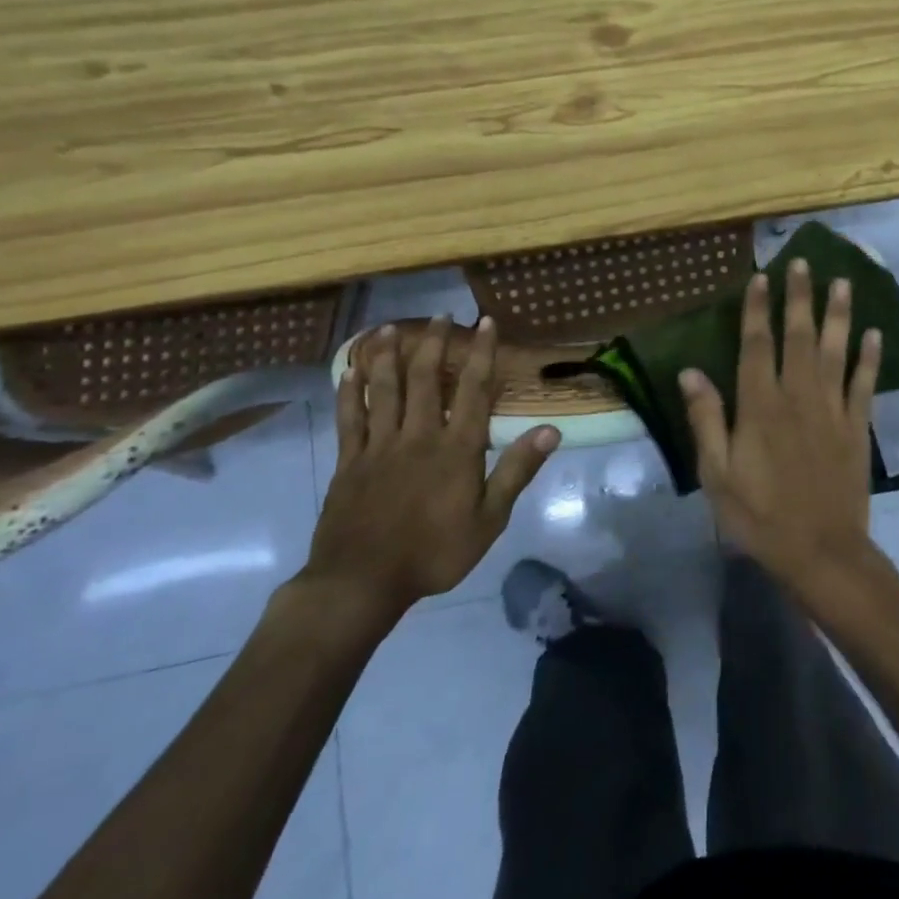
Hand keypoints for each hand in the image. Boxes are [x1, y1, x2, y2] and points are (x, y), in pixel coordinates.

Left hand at [302, 319, 559, 625]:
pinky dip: (349, 391)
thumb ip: (516, 471)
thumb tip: (550, 430)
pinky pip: (348, 418)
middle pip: (424, 379)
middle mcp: (417, 436)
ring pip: (383, 389)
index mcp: (456, 449)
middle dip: (434, 343)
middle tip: (441, 315)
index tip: (486, 323)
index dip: (481, 353)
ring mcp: (378, 446)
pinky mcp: (348, 461)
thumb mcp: (489, 520)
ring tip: (390, 327)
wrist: (361, 582)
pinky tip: (350, 371)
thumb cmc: (434, 553)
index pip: (473, 389)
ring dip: (387, 355)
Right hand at [680, 260, 883, 605]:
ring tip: (843, 282)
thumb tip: (690, 372)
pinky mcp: (858, 427)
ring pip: (835, 350)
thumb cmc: (759, 516)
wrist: (820, 551)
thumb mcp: (717, 474)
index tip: (760, 277)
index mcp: (759, 406)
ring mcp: (832, 409)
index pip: (756, 345)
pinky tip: (873, 333)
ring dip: (838, 314)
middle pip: (798, 336)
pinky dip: (869, 357)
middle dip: (799, 297)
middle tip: (804, 262)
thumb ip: (706, 420)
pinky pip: (864, 384)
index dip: (756, 309)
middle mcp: (797, 396)